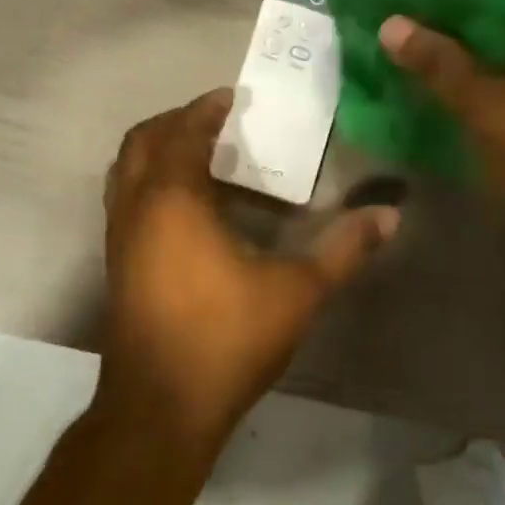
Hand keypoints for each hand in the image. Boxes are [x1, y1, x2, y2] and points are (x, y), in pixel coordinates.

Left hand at [100, 90, 398, 443]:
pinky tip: (185, 209)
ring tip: (199, 156)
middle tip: (213, 121)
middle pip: (141, 141)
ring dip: (156, 151)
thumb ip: (344, 250)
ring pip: (125, 171)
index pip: (183, 133)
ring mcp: (118, 237)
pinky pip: (124, 200)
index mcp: (173, 199)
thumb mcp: (297, 292)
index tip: (231, 98)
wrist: (160, 406)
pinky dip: (148, 183)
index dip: (205, 109)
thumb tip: (389, 214)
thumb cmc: (226, 339)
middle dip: (175, 122)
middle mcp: (135, 207)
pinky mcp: (115, 264)